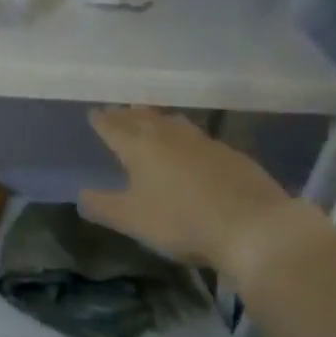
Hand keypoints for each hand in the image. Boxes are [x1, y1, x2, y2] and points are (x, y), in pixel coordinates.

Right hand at [77, 107, 296, 276]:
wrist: (254, 226)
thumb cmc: (181, 221)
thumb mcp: (132, 220)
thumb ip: (103, 206)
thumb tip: (81, 195)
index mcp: (140, 148)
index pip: (114, 128)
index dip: (102, 120)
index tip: (93, 112)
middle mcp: (170, 137)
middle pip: (144, 119)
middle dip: (128, 115)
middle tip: (117, 110)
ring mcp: (204, 143)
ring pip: (174, 123)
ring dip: (158, 118)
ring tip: (151, 118)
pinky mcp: (231, 155)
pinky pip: (198, 136)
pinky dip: (185, 135)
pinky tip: (190, 145)